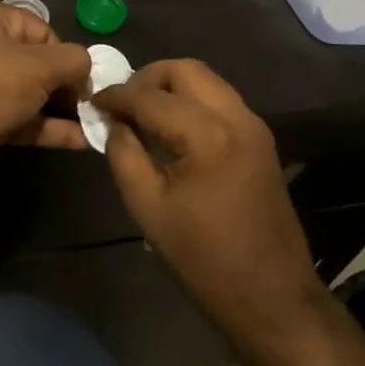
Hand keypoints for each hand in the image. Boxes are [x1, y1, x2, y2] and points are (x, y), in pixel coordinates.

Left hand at [0, 0, 91, 190]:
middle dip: (69, 85)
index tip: (87, 79)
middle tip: (98, 105)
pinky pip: (28, 123)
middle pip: (40, 65)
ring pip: (36, 97)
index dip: (67, 54)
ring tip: (101, 124)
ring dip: (66, 111)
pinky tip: (85, 142)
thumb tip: (89, 68)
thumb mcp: (39, 64)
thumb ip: (73, 62)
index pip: (43, 31)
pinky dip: (54, 131)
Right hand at [95, 59, 323, 348]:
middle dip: (148, 78)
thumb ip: (124, 154)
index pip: (150, 97)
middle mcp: (236, 118)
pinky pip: (220, 101)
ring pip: (207, 81)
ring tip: (143, 115)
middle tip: (122, 105)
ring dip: (172, 88)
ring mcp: (254, 126)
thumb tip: (114, 123)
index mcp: (206, 136)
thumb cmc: (202, 258)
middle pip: (186, 70)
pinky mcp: (261, 140)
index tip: (94, 103)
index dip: (117, 96)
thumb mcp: (147, 207)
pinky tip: (172, 129)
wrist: (270, 295)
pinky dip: (192, 102)